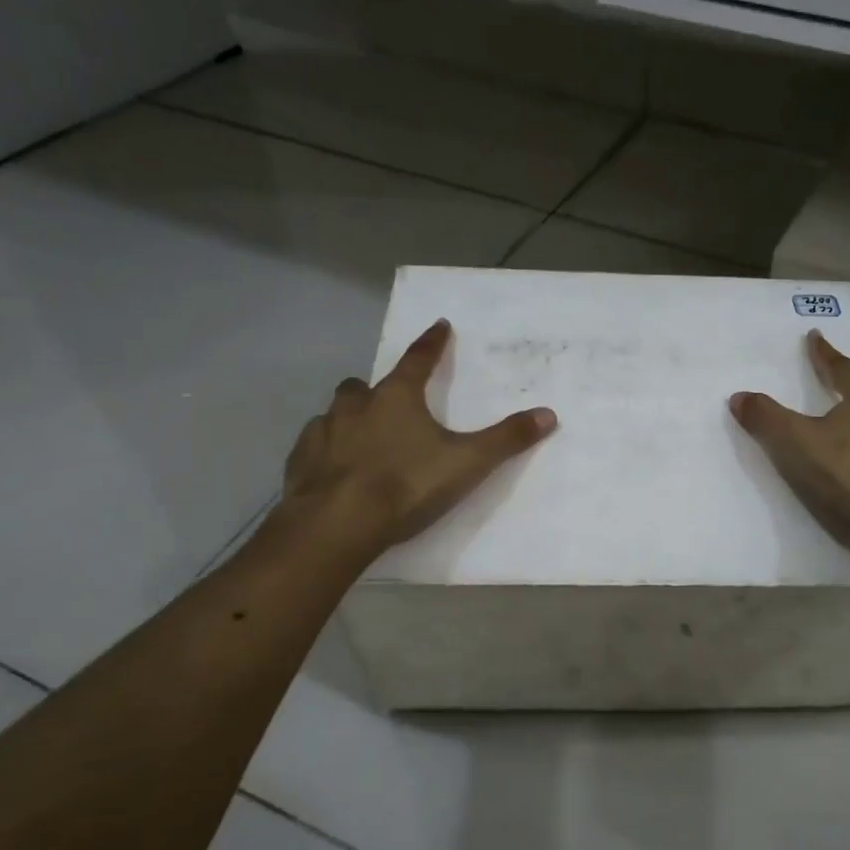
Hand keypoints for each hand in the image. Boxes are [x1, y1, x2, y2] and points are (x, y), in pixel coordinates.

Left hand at [282, 318, 556, 560]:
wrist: (337, 524)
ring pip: (335, 413)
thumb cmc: (406, 485)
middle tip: (390, 401)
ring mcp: (322, 433)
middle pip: (363, 385)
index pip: (418, 360)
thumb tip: (548, 414)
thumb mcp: (467, 463)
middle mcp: (355, 406)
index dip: (433, 343)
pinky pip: (313, 445)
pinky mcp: (300, 462)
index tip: (440, 325)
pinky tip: (334, 468)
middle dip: (377, 388)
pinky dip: (326, 450)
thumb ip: (507, 439)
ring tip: (363, 437)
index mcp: (396, 398)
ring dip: (349, 418)